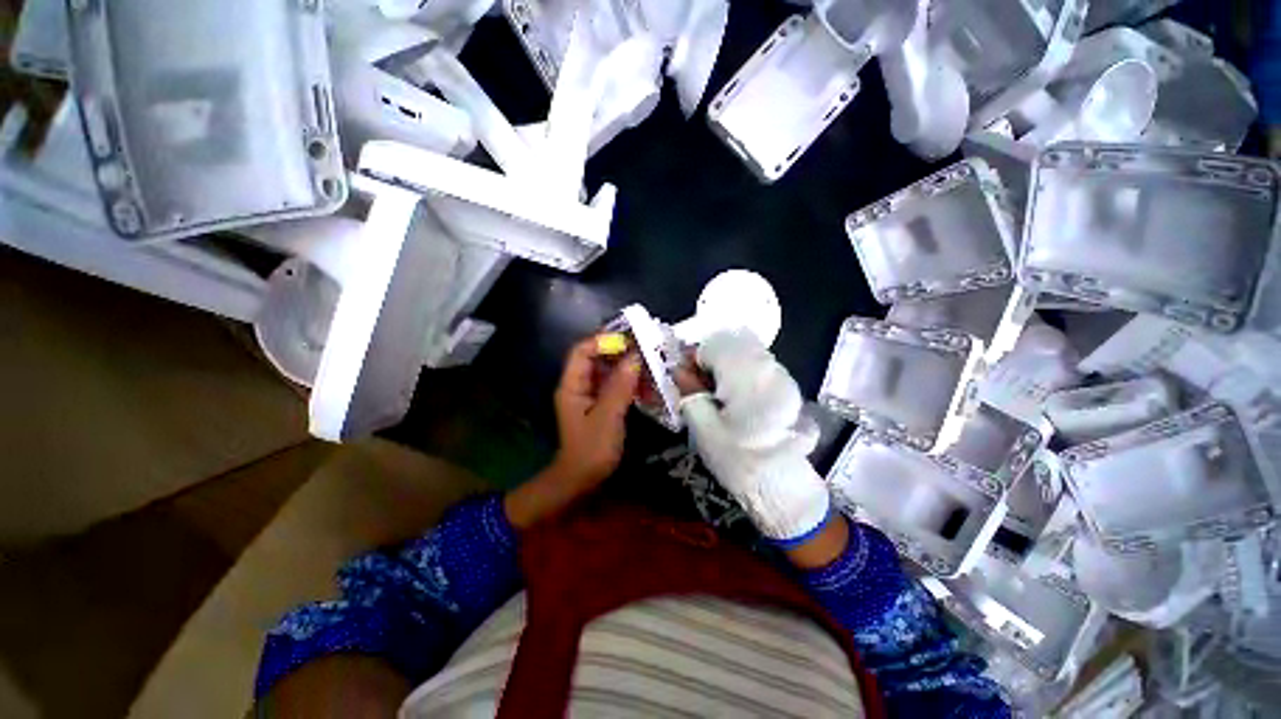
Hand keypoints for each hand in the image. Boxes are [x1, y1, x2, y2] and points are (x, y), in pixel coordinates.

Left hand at [506, 336, 640, 528]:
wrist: (582, 481)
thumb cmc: (591, 451)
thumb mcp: (607, 417)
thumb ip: (620, 386)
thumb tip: (635, 357)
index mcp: (572, 385)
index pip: (582, 351)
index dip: (603, 341)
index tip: (630, 340)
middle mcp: (580, 385)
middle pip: (598, 358)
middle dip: (622, 352)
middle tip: (648, 349)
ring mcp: (591, 395)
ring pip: (610, 371)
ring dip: (630, 368)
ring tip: (653, 365)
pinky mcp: (603, 405)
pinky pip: (617, 386)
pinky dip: (632, 383)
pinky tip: (649, 385)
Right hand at [679, 330, 831, 544]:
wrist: (782, 487)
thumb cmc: (738, 460)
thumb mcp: (704, 429)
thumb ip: (690, 392)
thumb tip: (676, 368)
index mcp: (748, 377)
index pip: (714, 345)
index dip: (694, 358)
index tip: (686, 378)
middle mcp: (769, 368)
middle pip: (731, 344)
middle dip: (711, 359)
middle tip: (700, 385)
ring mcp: (782, 376)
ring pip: (745, 352)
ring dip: (726, 364)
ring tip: (716, 392)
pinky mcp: (788, 386)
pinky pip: (758, 365)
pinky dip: (741, 372)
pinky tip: (735, 396)